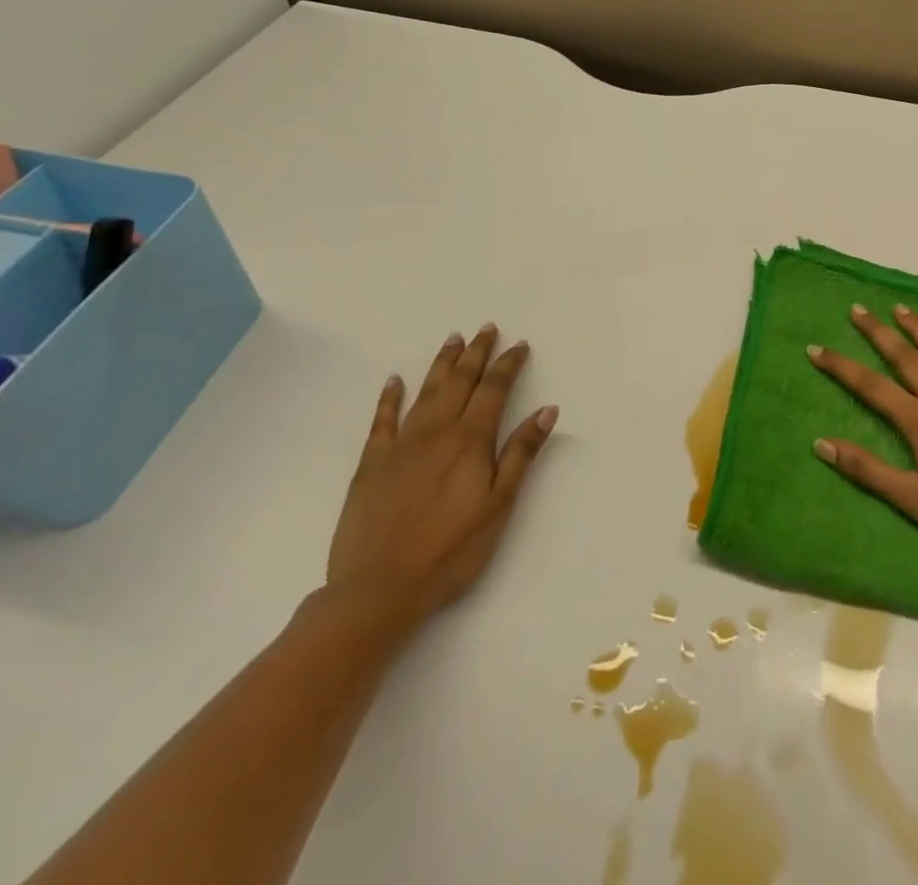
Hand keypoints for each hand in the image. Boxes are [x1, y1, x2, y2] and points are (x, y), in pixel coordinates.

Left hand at [325, 324, 557, 638]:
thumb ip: (520, 454)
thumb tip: (547, 410)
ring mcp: (400, 445)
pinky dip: (389, 397)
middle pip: (460, 381)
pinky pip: (382, 420)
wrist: (378, 588)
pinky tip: (394, 381)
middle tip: (487, 328)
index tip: (519, 345)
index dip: (508, 365)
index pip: (494, 390)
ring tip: (454, 340)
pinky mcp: (371, 463)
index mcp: (470, 440)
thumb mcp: (499, 505)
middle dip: (476, 353)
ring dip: (442, 364)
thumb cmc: (450, 551)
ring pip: (426, 392)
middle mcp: (436, 431)